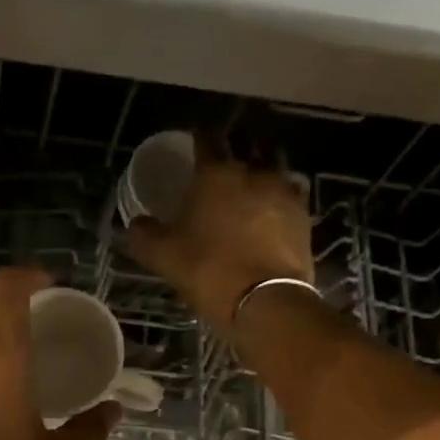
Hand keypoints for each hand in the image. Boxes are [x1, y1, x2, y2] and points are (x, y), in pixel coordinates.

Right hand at [125, 138, 314, 335]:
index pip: (206, 139)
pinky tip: (272, 209)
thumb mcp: (163, 256)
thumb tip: (136, 224)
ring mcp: (283, 190)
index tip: (192, 145)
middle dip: (233, 152)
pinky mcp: (304, 214)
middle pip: (245, 147)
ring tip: (250, 185)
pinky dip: (281, 195)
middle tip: (221, 168)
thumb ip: (144, 235)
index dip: (198, 139)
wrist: (265, 300)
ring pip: (273, 165)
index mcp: (215, 173)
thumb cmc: (208, 270)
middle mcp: (253, 171)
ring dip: (261, 169)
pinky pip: (291, 193)